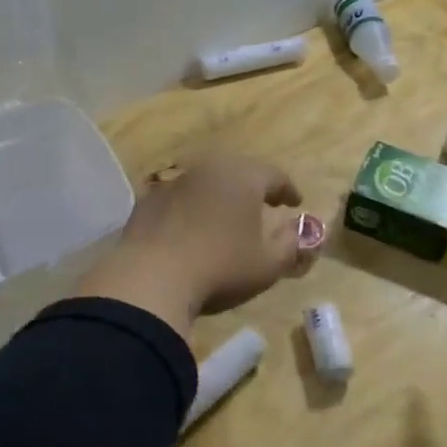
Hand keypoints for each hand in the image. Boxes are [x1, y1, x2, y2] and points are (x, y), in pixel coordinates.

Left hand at [77, 156, 304, 331]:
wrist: (151, 277)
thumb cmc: (221, 267)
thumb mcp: (268, 264)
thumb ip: (290, 245)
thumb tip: (298, 232)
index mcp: (243, 176)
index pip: (274, 175)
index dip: (288, 189)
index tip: (295, 203)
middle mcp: (209, 169)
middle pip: (239, 172)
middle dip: (254, 187)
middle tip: (264, 204)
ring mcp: (174, 182)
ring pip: (207, 182)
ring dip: (220, 196)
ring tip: (227, 217)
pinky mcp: (148, 200)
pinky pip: (179, 199)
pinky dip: (191, 208)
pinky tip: (191, 229)